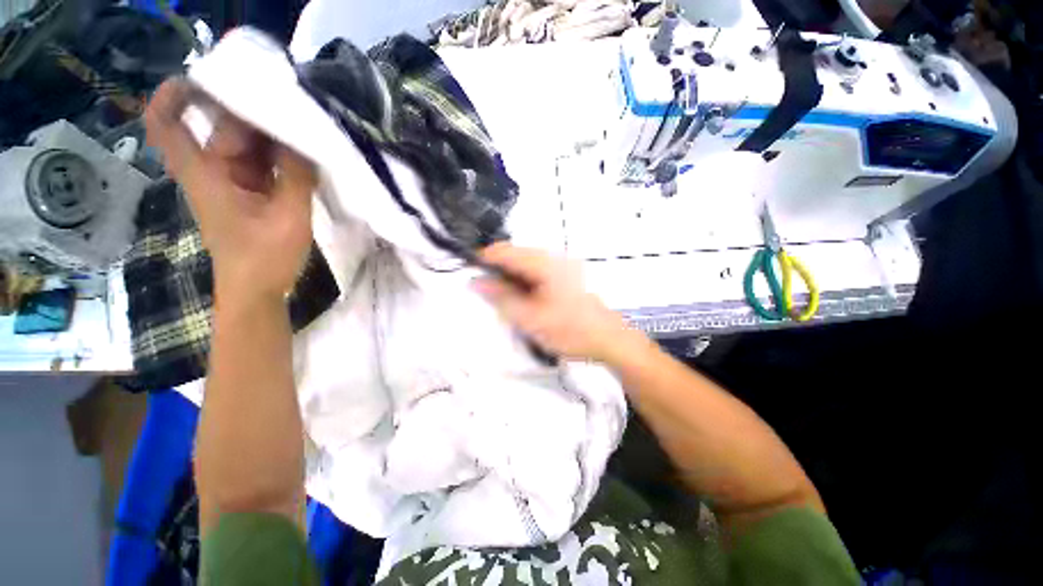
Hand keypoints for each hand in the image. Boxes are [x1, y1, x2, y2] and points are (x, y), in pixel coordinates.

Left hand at [145, 78, 317, 301]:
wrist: (257, 291)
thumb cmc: (264, 258)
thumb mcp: (288, 217)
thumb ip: (297, 177)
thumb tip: (306, 141)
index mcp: (206, 173)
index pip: (167, 124)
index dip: (174, 94)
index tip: (207, 78)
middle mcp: (212, 170)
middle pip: (221, 125)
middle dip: (252, 114)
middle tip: (293, 112)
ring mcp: (232, 181)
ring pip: (245, 143)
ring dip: (272, 135)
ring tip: (306, 131)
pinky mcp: (249, 192)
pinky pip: (261, 162)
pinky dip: (279, 155)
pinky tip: (304, 155)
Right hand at [474, 243, 638, 361]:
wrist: (608, 339)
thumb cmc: (568, 330)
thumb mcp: (529, 318)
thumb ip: (500, 297)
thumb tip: (475, 281)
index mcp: (543, 263)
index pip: (503, 250)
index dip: (483, 261)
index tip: (471, 278)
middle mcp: (552, 257)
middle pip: (514, 256)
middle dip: (497, 273)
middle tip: (490, 298)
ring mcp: (561, 265)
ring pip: (524, 265)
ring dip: (511, 279)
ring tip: (507, 302)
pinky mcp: (565, 274)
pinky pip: (536, 272)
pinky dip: (524, 283)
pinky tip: (525, 301)